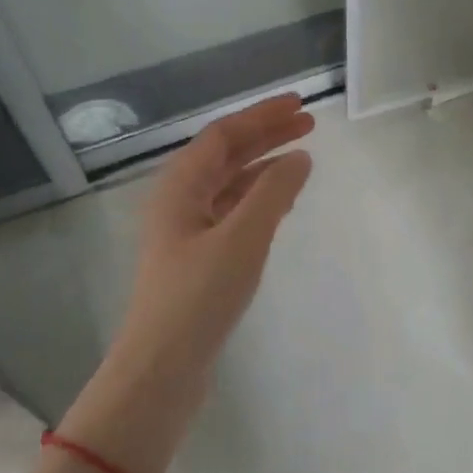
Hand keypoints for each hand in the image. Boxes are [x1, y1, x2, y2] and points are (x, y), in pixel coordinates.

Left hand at [61, 95, 312, 470]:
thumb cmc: (199, 296)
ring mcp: (188, 231)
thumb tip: (300, 157)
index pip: (224, 135)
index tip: (301, 105)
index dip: (262, 115)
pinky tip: (282, 201)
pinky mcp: (199, 258)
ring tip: (302, 158)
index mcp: (180, 187)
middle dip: (267, 136)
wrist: (162, 368)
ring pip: (230, 184)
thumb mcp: (242, 238)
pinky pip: (233, 212)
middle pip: (227, 155)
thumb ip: (273, 193)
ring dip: (264, 166)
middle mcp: (180, 201)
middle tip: (310, 125)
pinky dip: (259, 199)